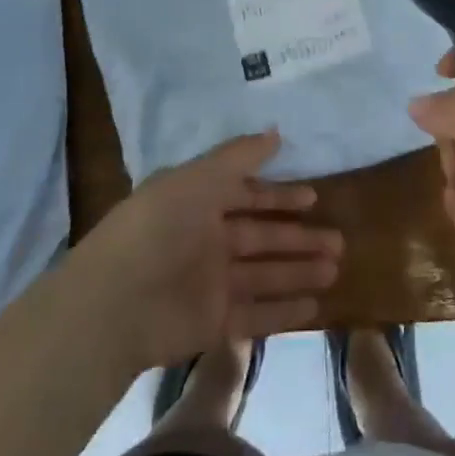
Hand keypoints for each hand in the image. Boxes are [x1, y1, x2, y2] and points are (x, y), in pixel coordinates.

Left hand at [74, 131, 342, 375]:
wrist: (116, 301)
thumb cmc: (160, 224)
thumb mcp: (200, 176)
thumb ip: (240, 156)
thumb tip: (275, 132)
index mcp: (200, 202)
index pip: (247, 196)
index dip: (279, 196)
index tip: (314, 198)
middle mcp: (208, 240)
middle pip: (262, 237)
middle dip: (299, 238)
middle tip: (338, 240)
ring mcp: (211, 284)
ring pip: (265, 274)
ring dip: (299, 270)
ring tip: (335, 268)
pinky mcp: (212, 323)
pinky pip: (256, 314)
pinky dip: (284, 310)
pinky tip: (316, 305)